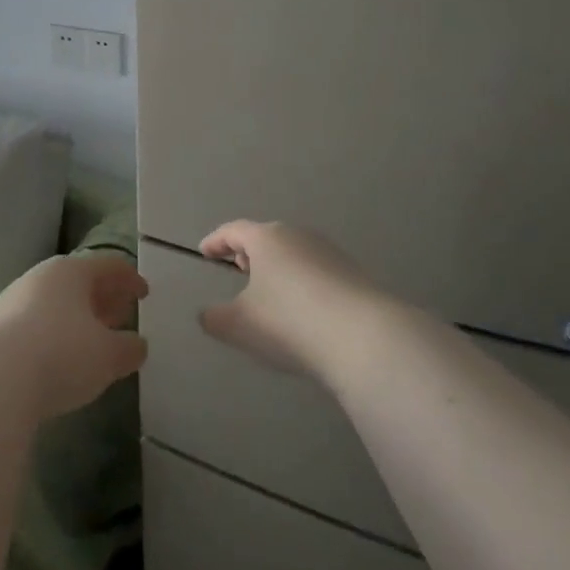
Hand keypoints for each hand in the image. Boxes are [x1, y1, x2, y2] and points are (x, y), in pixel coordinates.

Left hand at [0, 253, 149, 418]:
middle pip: (79, 281)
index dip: (130, 279)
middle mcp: (40, 278)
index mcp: (71, 272)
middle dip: (102, 297)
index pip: (108, 266)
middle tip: (121, 314)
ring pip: (54, 302)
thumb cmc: (60, 354)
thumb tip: (137, 344)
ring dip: (77, 317)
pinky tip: (57, 358)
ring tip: (92, 339)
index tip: (144, 293)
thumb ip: (128, 348)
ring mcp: (11, 301)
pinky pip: (33, 324)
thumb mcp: (107, 356)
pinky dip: (53, 333)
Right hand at [198, 221, 380, 381]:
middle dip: (248, 252)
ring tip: (269, 291)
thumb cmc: (290, 322)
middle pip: (266, 237)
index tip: (204, 252)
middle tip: (236, 268)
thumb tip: (207, 314)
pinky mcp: (354, 273)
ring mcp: (330, 252)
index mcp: (266, 238)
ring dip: (277, 267)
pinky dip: (301, 282)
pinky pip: (315, 271)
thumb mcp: (240, 325)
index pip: (233, 230)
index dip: (215, 241)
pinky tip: (302, 309)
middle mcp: (298, 235)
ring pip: (293, 253)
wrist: (365, 338)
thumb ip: (215, 318)